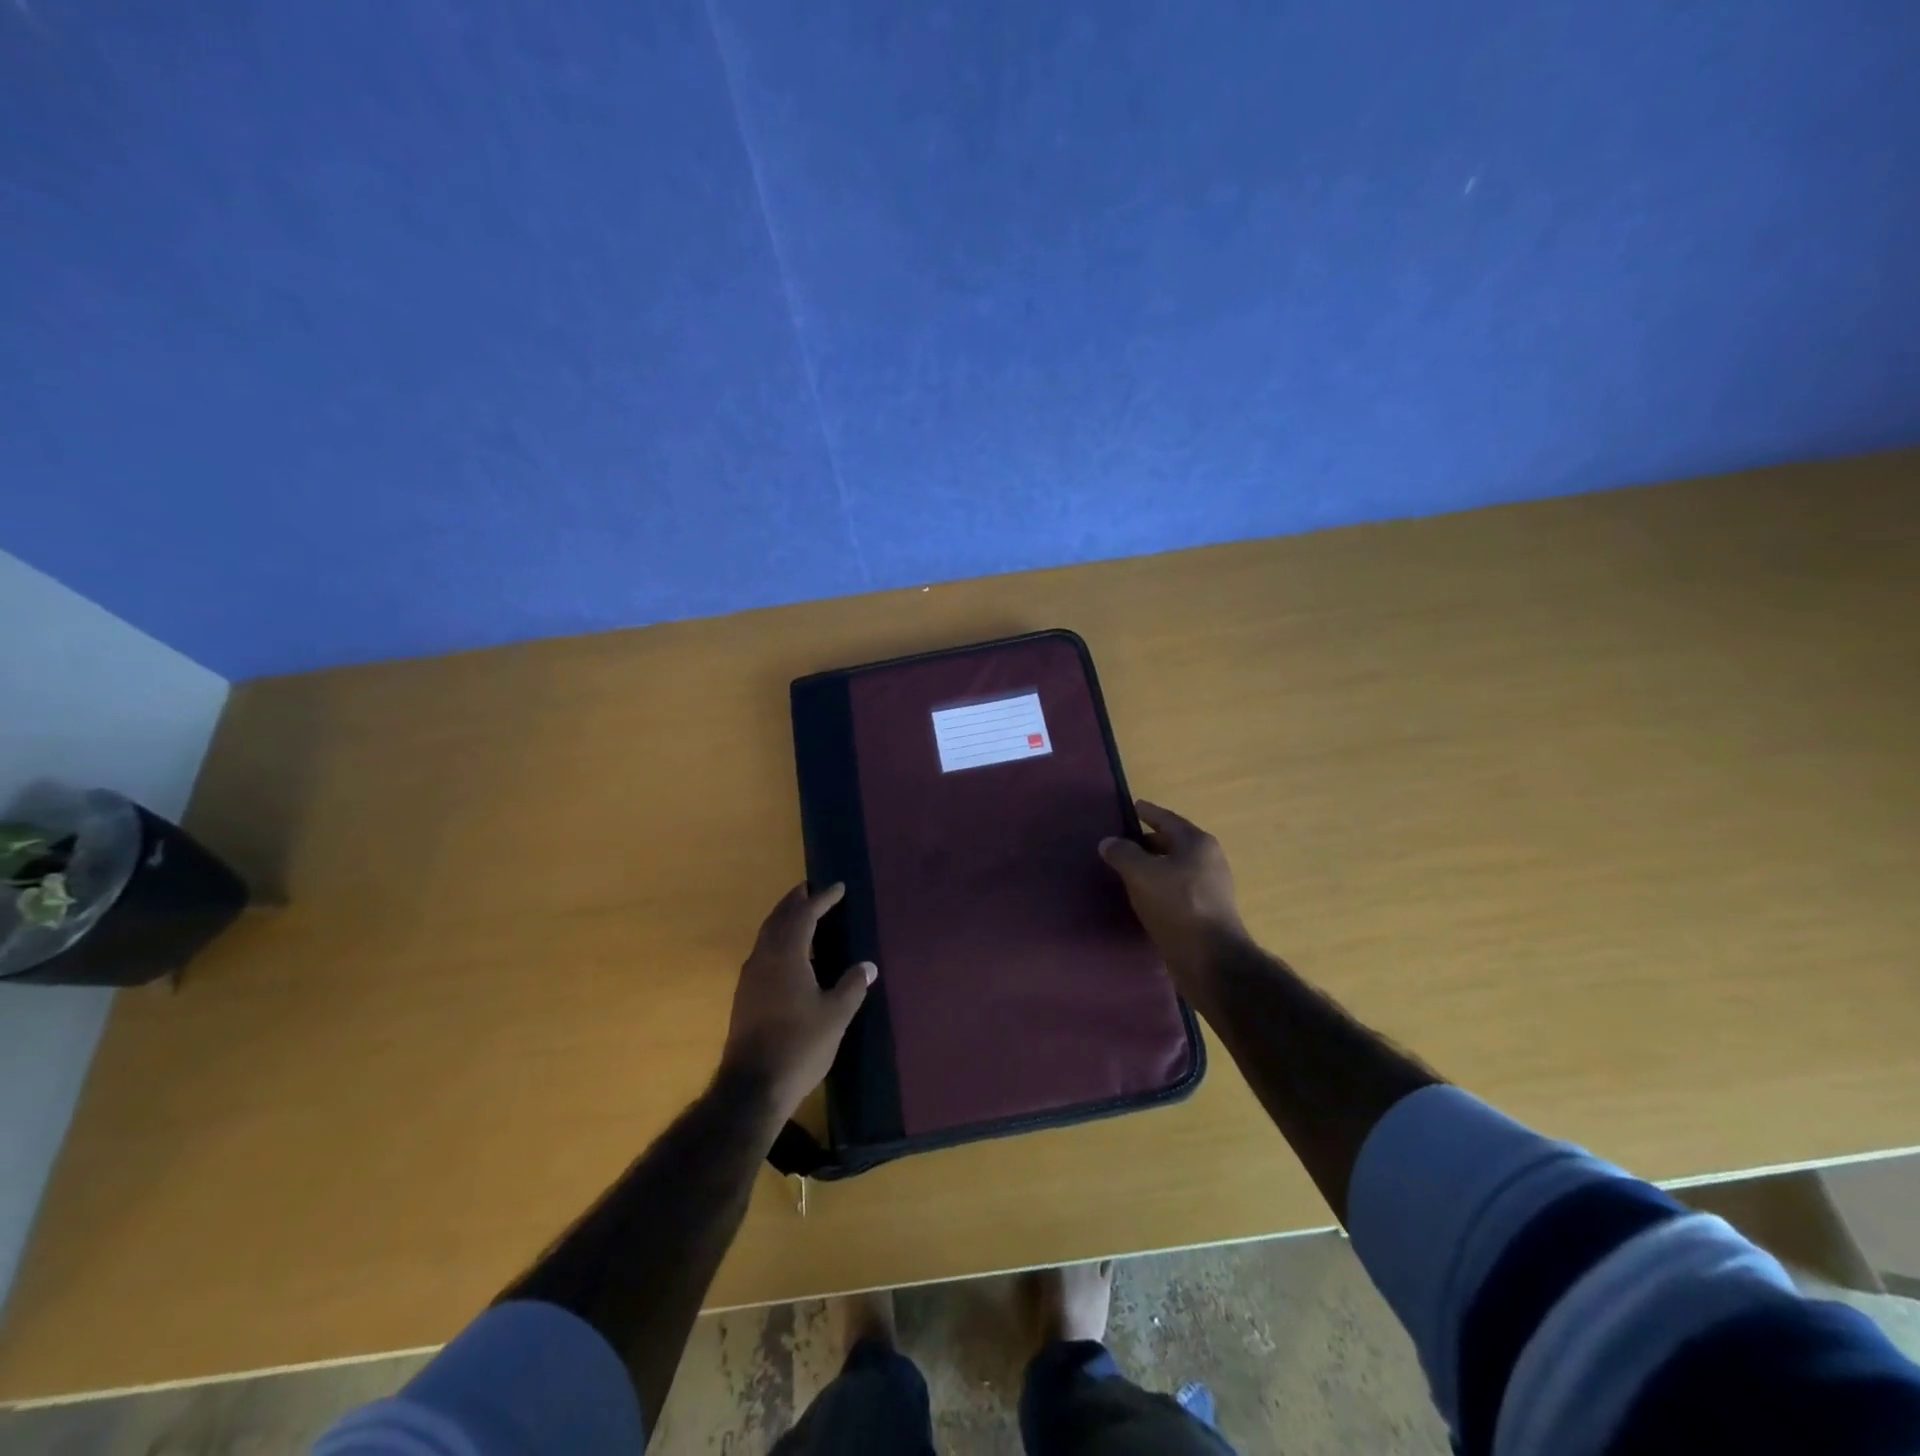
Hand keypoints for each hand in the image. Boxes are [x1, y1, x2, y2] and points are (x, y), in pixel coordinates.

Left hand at [722, 883, 874, 1121]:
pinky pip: (763, 954)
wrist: (753, 1087)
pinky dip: (777, 941)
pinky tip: (790, 956)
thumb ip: (852, 986)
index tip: (838, 887)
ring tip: (801, 916)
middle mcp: (764, 959)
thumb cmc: (799, 1045)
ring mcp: (750, 978)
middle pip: (778, 919)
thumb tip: (867, 966)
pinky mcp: (745, 997)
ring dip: (783, 920)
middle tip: (811, 890)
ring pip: (767, 936)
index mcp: (786, 955)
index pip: (804, 915)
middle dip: (795, 902)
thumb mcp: (835, 1015)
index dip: (822, 899)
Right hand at [1099, 800, 1248, 996]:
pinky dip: (1157, 887)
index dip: (1146, 812)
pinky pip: (1175, 890)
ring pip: (1172, 868)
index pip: (1165, 818)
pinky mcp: (1205, 912)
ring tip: (1124, 870)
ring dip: (1151, 867)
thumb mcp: (1142, 874)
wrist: (1211, 960)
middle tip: (1118, 843)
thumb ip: (1122, 854)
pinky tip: (1140, 897)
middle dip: (1145, 842)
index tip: (1130, 806)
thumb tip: (1108, 842)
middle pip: (1170, 843)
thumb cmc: (1178, 906)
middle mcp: (1208, 859)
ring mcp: (1209, 887)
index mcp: (1197, 842)